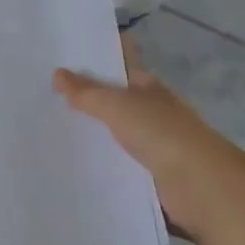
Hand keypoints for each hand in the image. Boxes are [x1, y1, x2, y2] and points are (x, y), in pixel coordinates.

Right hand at [53, 58, 244, 244]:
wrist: (201, 188)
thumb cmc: (161, 133)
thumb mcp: (118, 106)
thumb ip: (87, 92)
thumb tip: (57, 74)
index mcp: (146, 85)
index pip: (118, 64)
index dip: (94, 58)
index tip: (61, 56)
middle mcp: (149, 111)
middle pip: (112, 100)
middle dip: (84, 98)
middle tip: (42, 94)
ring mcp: (150, 144)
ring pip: (112, 134)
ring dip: (90, 134)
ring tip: (47, 130)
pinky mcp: (147, 177)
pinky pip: (116, 166)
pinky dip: (98, 165)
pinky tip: (70, 165)